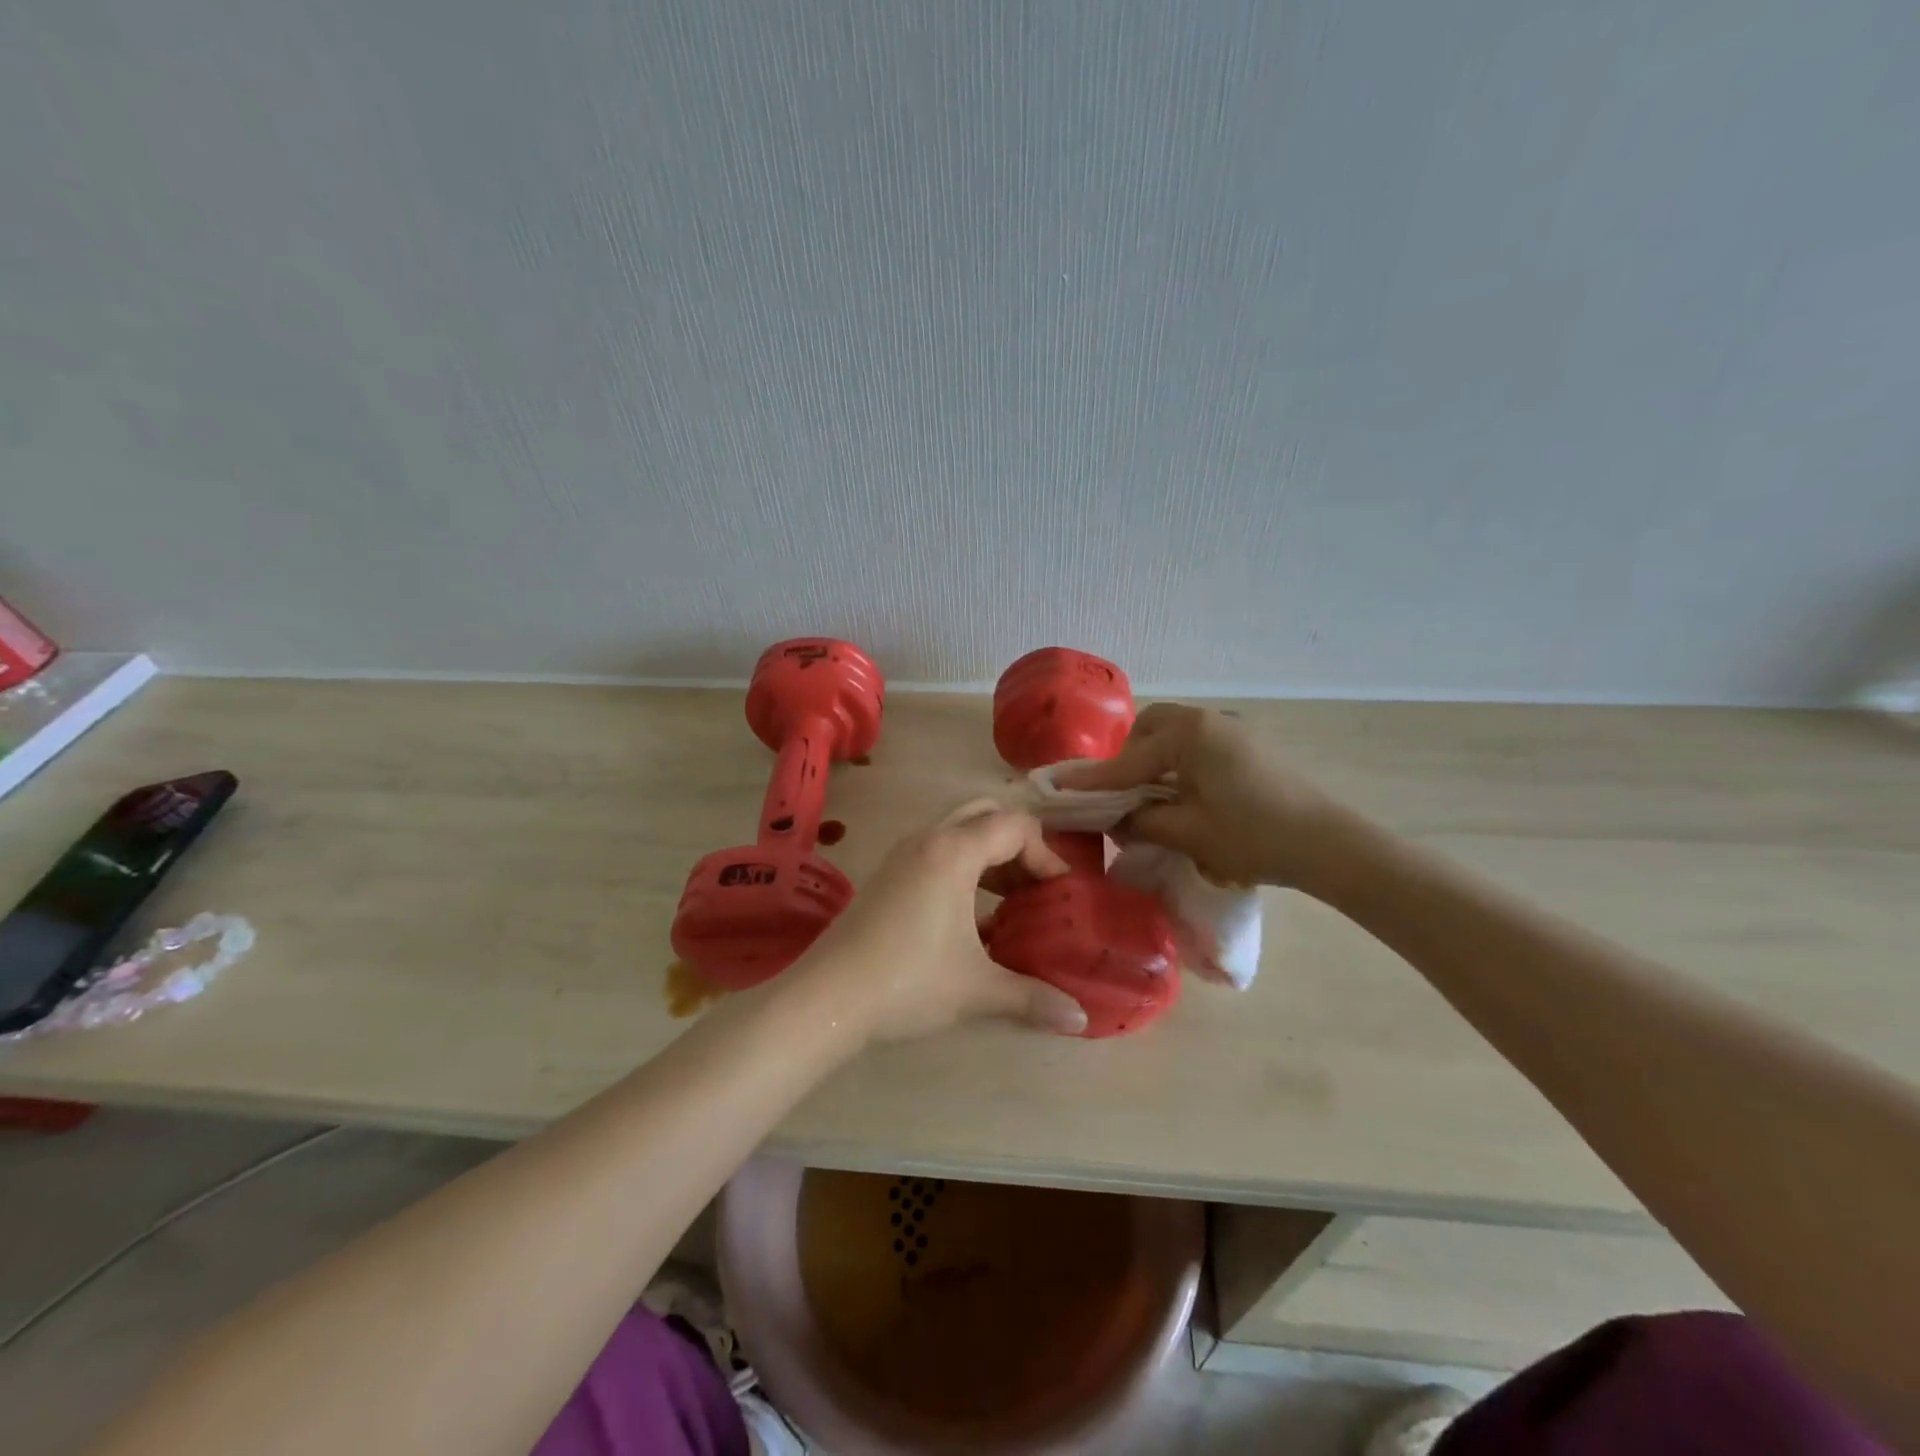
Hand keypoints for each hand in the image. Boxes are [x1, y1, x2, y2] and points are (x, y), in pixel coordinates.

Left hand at [791, 800, 1090, 1043]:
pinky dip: (964, 867)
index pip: (1015, 826)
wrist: (827, 998)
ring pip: (958, 831)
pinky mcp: (886, 875)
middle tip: (1034, 885)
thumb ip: (1033, 997)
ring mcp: (902, 855)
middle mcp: (928, 839)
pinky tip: (972, 918)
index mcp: (954, 851)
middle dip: (1018, 844)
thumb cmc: (908, 982)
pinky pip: (937, 852)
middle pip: (985, 815)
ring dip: (990, 855)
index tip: (1059, 893)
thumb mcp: (976, 988)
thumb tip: (1081, 1020)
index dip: (1046, 854)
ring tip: (1011, 901)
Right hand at [1057, 704, 1359, 891]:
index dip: (1095, 781)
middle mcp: (1208, 721)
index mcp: (1190, 734)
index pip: (1129, 760)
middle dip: (1129, 757)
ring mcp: (1232, 731)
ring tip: (1151, 798)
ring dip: (1155, 760)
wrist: (1328, 844)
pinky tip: (1184, 795)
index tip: (1061, 790)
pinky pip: (1198, 745)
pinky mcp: (1249, 746)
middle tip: (1122, 794)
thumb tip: (1115, 821)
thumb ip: (1142, 821)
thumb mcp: (1189, 832)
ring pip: (1176, 734)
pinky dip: (1179, 764)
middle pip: (1152, 727)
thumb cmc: (1254, 836)